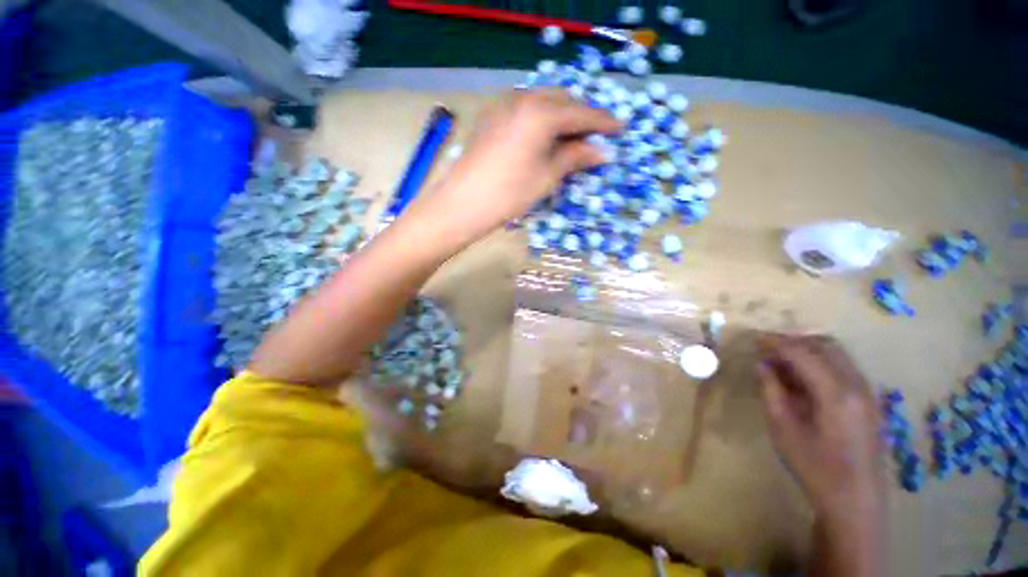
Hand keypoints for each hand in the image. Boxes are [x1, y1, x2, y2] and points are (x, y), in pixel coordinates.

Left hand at [414, 89, 621, 243]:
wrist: (462, 203)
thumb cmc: (509, 194)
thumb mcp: (547, 177)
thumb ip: (574, 157)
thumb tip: (601, 151)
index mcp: (541, 112)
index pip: (581, 112)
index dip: (603, 122)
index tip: (620, 128)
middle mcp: (522, 99)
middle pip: (562, 100)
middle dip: (581, 115)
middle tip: (594, 136)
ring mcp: (504, 106)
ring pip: (542, 101)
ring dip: (561, 115)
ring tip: (571, 137)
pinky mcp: (492, 117)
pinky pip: (525, 109)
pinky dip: (541, 118)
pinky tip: (544, 137)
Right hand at [757, 334, 884, 521]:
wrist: (857, 501)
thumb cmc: (815, 468)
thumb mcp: (783, 430)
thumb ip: (771, 391)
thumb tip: (762, 364)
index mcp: (836, 394)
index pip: (802, 353)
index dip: (775, 342)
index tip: (753, 338)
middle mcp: (857, 386)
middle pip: (825, 345)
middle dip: (794, 340)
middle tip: (767, 347)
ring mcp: (868, 393)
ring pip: (837, 354)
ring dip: (808, 349)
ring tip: (781, 360)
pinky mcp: (869, 401)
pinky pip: (844, 367)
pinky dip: (821, 362)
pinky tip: (802, 377)